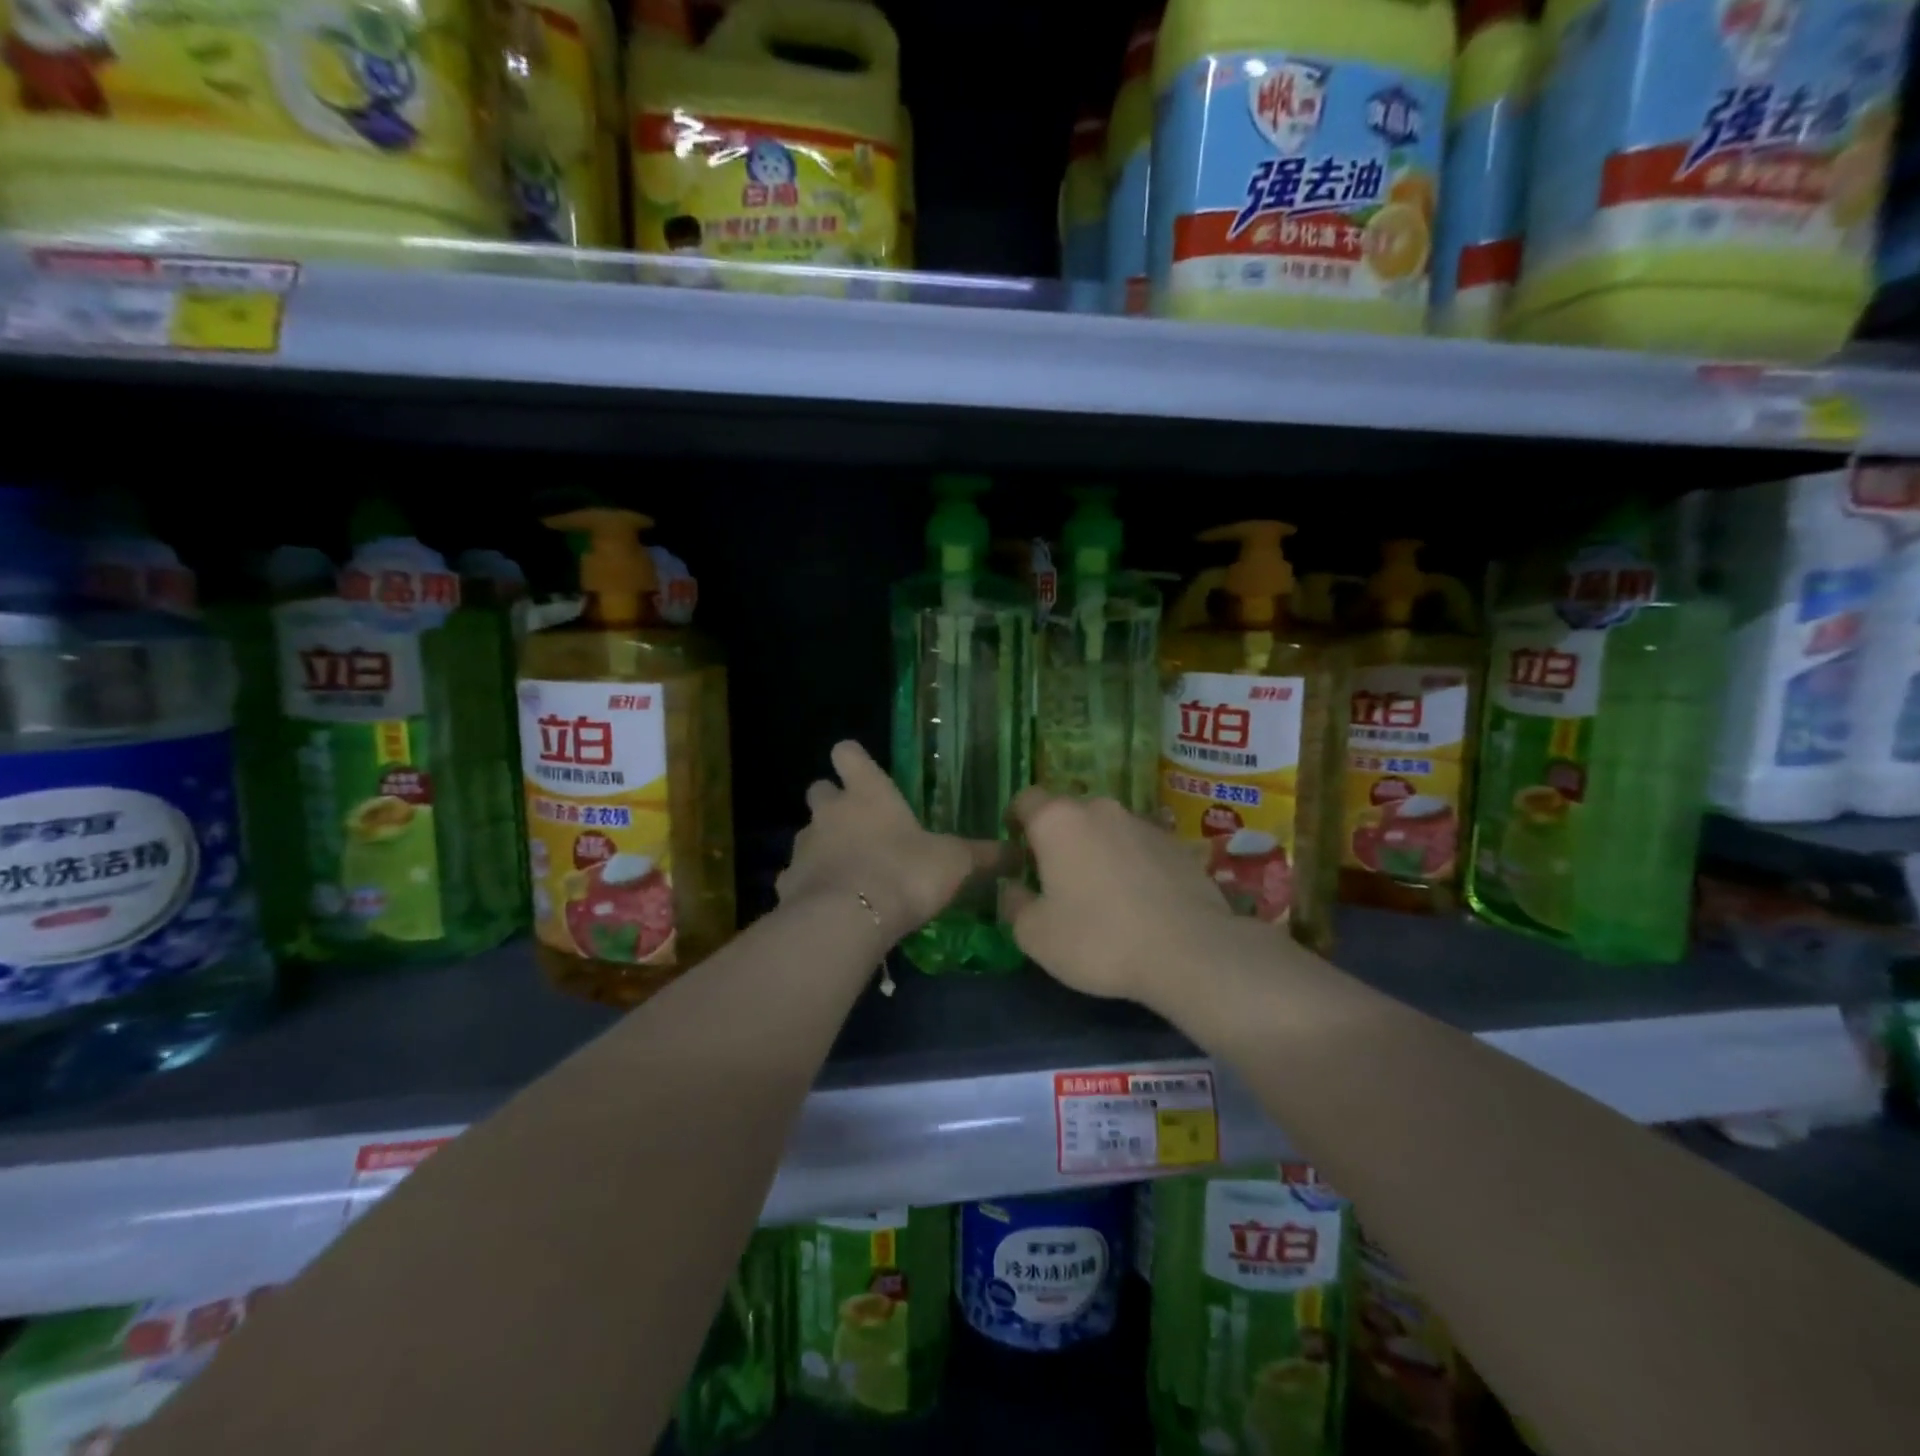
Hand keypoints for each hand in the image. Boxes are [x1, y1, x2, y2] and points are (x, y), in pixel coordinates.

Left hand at [776, 741, 1000, 944]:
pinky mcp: (787, 883)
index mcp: (869, 793)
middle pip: (819, 789)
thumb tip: (1018, 851)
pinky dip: (810, 885)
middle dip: (833, 801)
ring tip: (849, 871)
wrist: (848, 921)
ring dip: (823, 845)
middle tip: (858, 824)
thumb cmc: (905, 873)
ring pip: (807, 834)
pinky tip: (831, 905)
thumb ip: (982, 855)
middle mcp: (830, 812)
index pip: (848, 753)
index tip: (861, 770)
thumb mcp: (954, 863)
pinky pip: (797, 877)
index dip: (853, 759)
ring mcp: (804, 846)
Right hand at [1003, 790, 1235, 1006]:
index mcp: (1057, 821)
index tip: (1016, 848)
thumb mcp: (1036, 935)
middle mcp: (1100, 809)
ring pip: (1106, 829)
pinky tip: (1138, 901)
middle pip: (1068, 814)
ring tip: (1101, 893)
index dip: (1016, 820)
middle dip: (1058, 839)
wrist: (1190, 951)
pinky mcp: (1176, 844)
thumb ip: (1013, 904)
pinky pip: (1139, 847)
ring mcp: (1142, 822)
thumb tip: (1011, 888)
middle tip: (1056, 878)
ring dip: (1096, 850)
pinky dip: (1131, 864)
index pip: (1026, 799)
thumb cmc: (1099, 939)